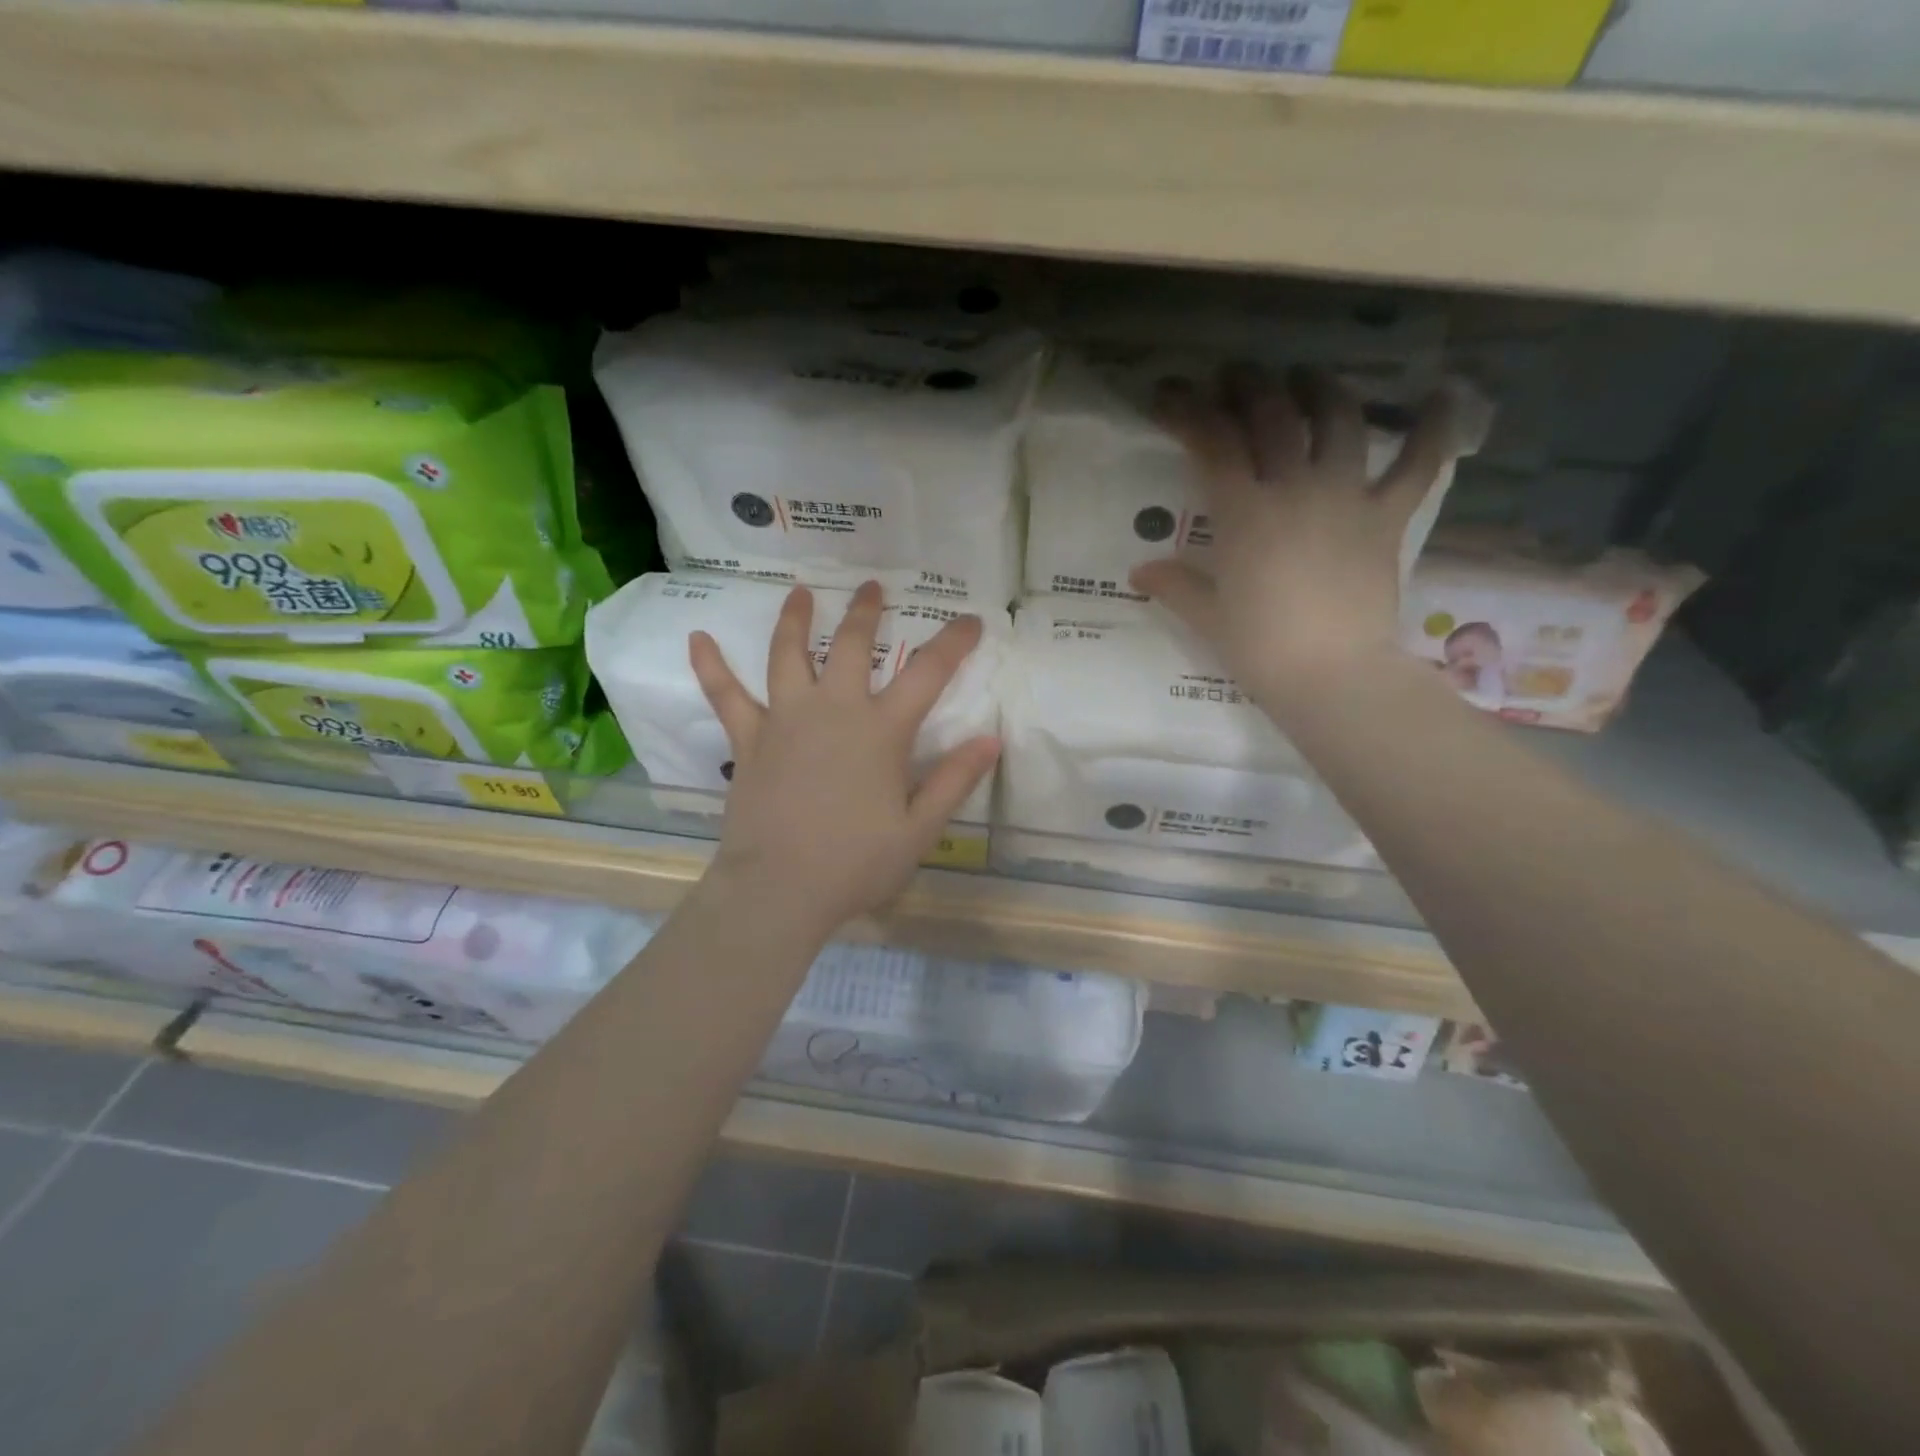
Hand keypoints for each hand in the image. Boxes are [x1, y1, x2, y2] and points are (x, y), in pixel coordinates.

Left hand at [687, 581, 1000, 939]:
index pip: (928, 673)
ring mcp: (785, 720)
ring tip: (800, 592)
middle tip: (872, 585)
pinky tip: (697, 638)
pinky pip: (726, 696)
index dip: (954, 642)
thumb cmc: (855, 863)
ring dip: (795, 619)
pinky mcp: (749, 740)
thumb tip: (991, 739)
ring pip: (789, 655)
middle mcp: (833, 710)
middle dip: (866, 612)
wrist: (779, 890)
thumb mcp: (919, 829)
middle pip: (852, 645)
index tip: (971, 620)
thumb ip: (954, 780)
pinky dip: (711, 666)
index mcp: (881, 731)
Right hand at [1129, 367, 1455, 710]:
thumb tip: (1140, 571)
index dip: (1188, 410)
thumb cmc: (1260, 648)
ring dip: (1320, 390)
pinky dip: (1432, 428)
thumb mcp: (1207, 616)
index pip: (1212, 441)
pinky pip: (1417, 464)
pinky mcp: (1387, 517)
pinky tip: (1441, 395)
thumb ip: (1174, 585)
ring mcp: (1346, 497)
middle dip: (1250, 386)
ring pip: (1339, 420)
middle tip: (1236, 377)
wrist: (1331, 675)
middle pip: (1273, 416)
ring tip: (1307, 380)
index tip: (1171, 395)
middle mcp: (1294, 488)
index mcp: (1243, 512)